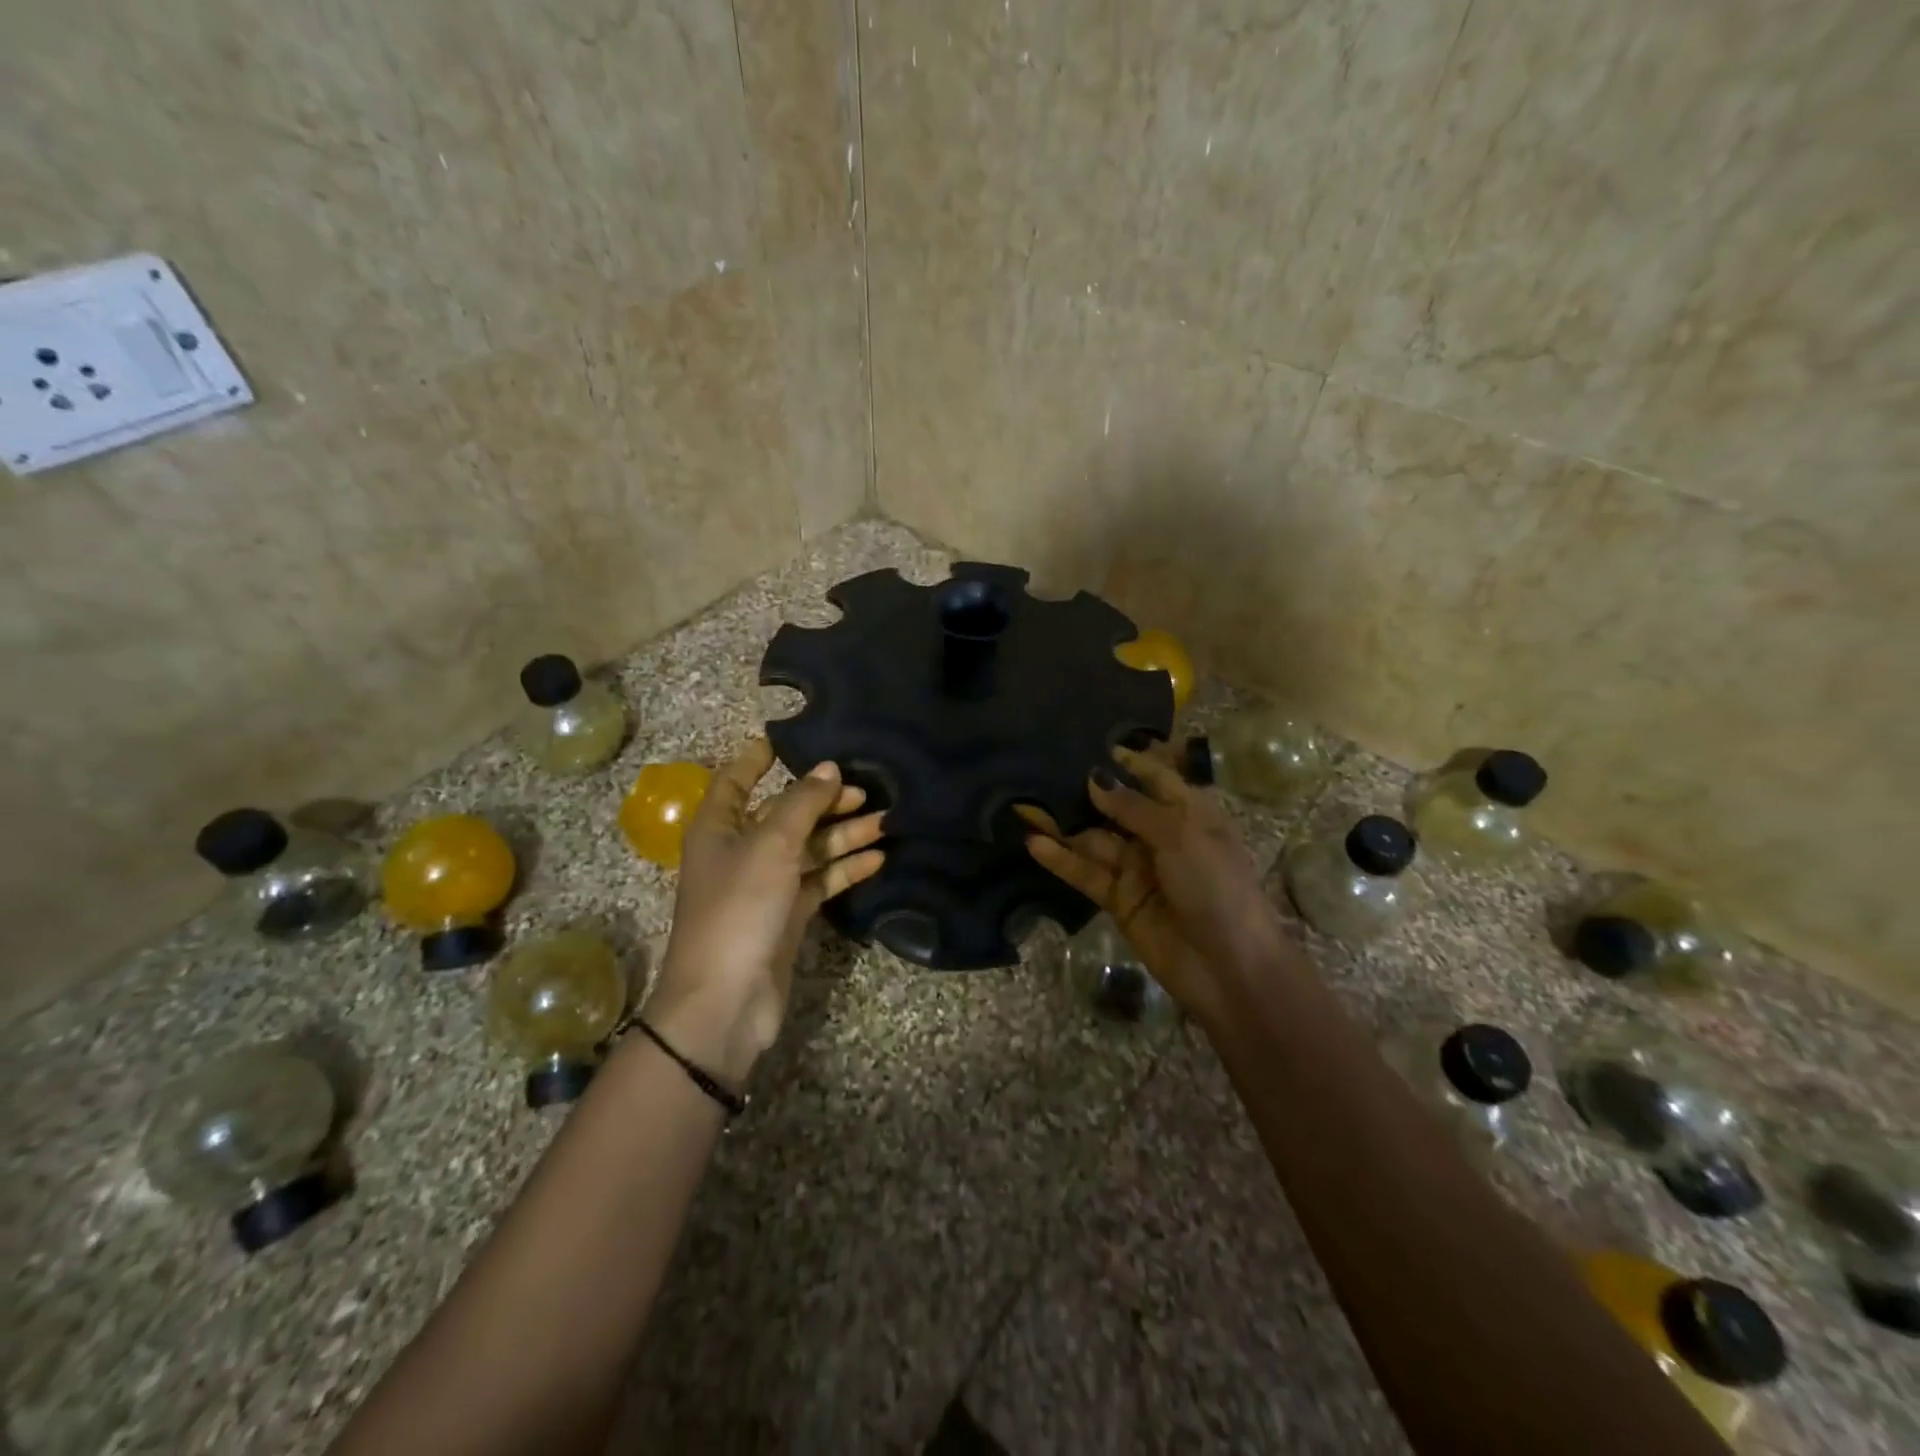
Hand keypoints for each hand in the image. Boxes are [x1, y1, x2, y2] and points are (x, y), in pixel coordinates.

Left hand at [648, 738, 884, 1083]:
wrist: (726, 1000)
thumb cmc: (739, 908)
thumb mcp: (770, 844)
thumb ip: (802, 803)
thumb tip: (830, 767)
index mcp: (718, 826)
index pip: (737, 779)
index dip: (759, 758)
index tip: (792, 738)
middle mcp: (740, 850)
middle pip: (785, 813)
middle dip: (824, 799)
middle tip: (867, 788)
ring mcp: (765, 884)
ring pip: (809, 847)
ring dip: (844, 834)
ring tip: (887, 820)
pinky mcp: (787, 914)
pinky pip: (820, 880)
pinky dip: (845, 869)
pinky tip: (878, 858)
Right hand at [1025, 745, 1293, 1025]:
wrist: (1230, 968)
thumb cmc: (1216, 887)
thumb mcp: (1180, 836)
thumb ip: (1133, 807)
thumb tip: (1094, 777)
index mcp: (1190, 814)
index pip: (1155, 778)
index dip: (1127, 762)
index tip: (1091, 743)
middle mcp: (1162, 836)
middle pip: (1117, 808)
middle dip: (1083, 791)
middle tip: (1041, 769)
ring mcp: (1138, 869)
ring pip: (1094, 839)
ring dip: (1063, 825)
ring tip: (1023, 803)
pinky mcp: (1119, 899)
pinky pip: (1087, 872)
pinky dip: (1062, 859)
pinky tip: (1033, 842)